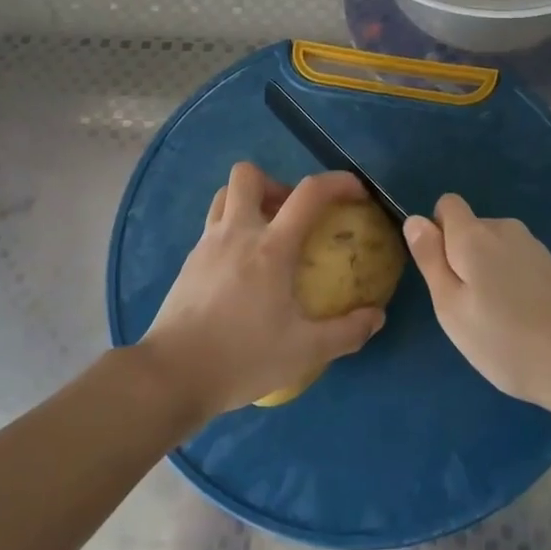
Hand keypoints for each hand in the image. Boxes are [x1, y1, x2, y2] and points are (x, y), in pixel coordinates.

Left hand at [139, 163, 386, 419]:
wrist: (173, 375)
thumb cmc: (242, 358)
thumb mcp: (305, 351)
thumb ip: (346, 332)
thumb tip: (377, 316)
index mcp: (271, 248)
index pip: (308, 193)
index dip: (337, 182)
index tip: (355, 192)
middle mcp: (237, 233)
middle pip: (249, 175)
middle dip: (276, 184)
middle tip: (291, 216)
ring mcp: (207, 244)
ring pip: (225, 195)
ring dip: (249, 202)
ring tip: (266, 235)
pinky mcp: (188, 262)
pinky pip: (212, 226)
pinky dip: (231, 230)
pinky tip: (241, 268)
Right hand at [404, 193, 550, 424]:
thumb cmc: (505, 339)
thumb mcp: (451, 306)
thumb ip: (430, 258)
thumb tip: (415, 219)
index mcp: (474, 234)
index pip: (446, 205)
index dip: (437, 233)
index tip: (443, 273)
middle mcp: (504, 229)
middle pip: (470, 228)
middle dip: (461, 257)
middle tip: (466, 306)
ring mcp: (533, 247)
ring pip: (493, 248)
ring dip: (486, 272)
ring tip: (496, 318)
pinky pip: (516, 263)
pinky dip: (511, 282)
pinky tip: (522, 319)